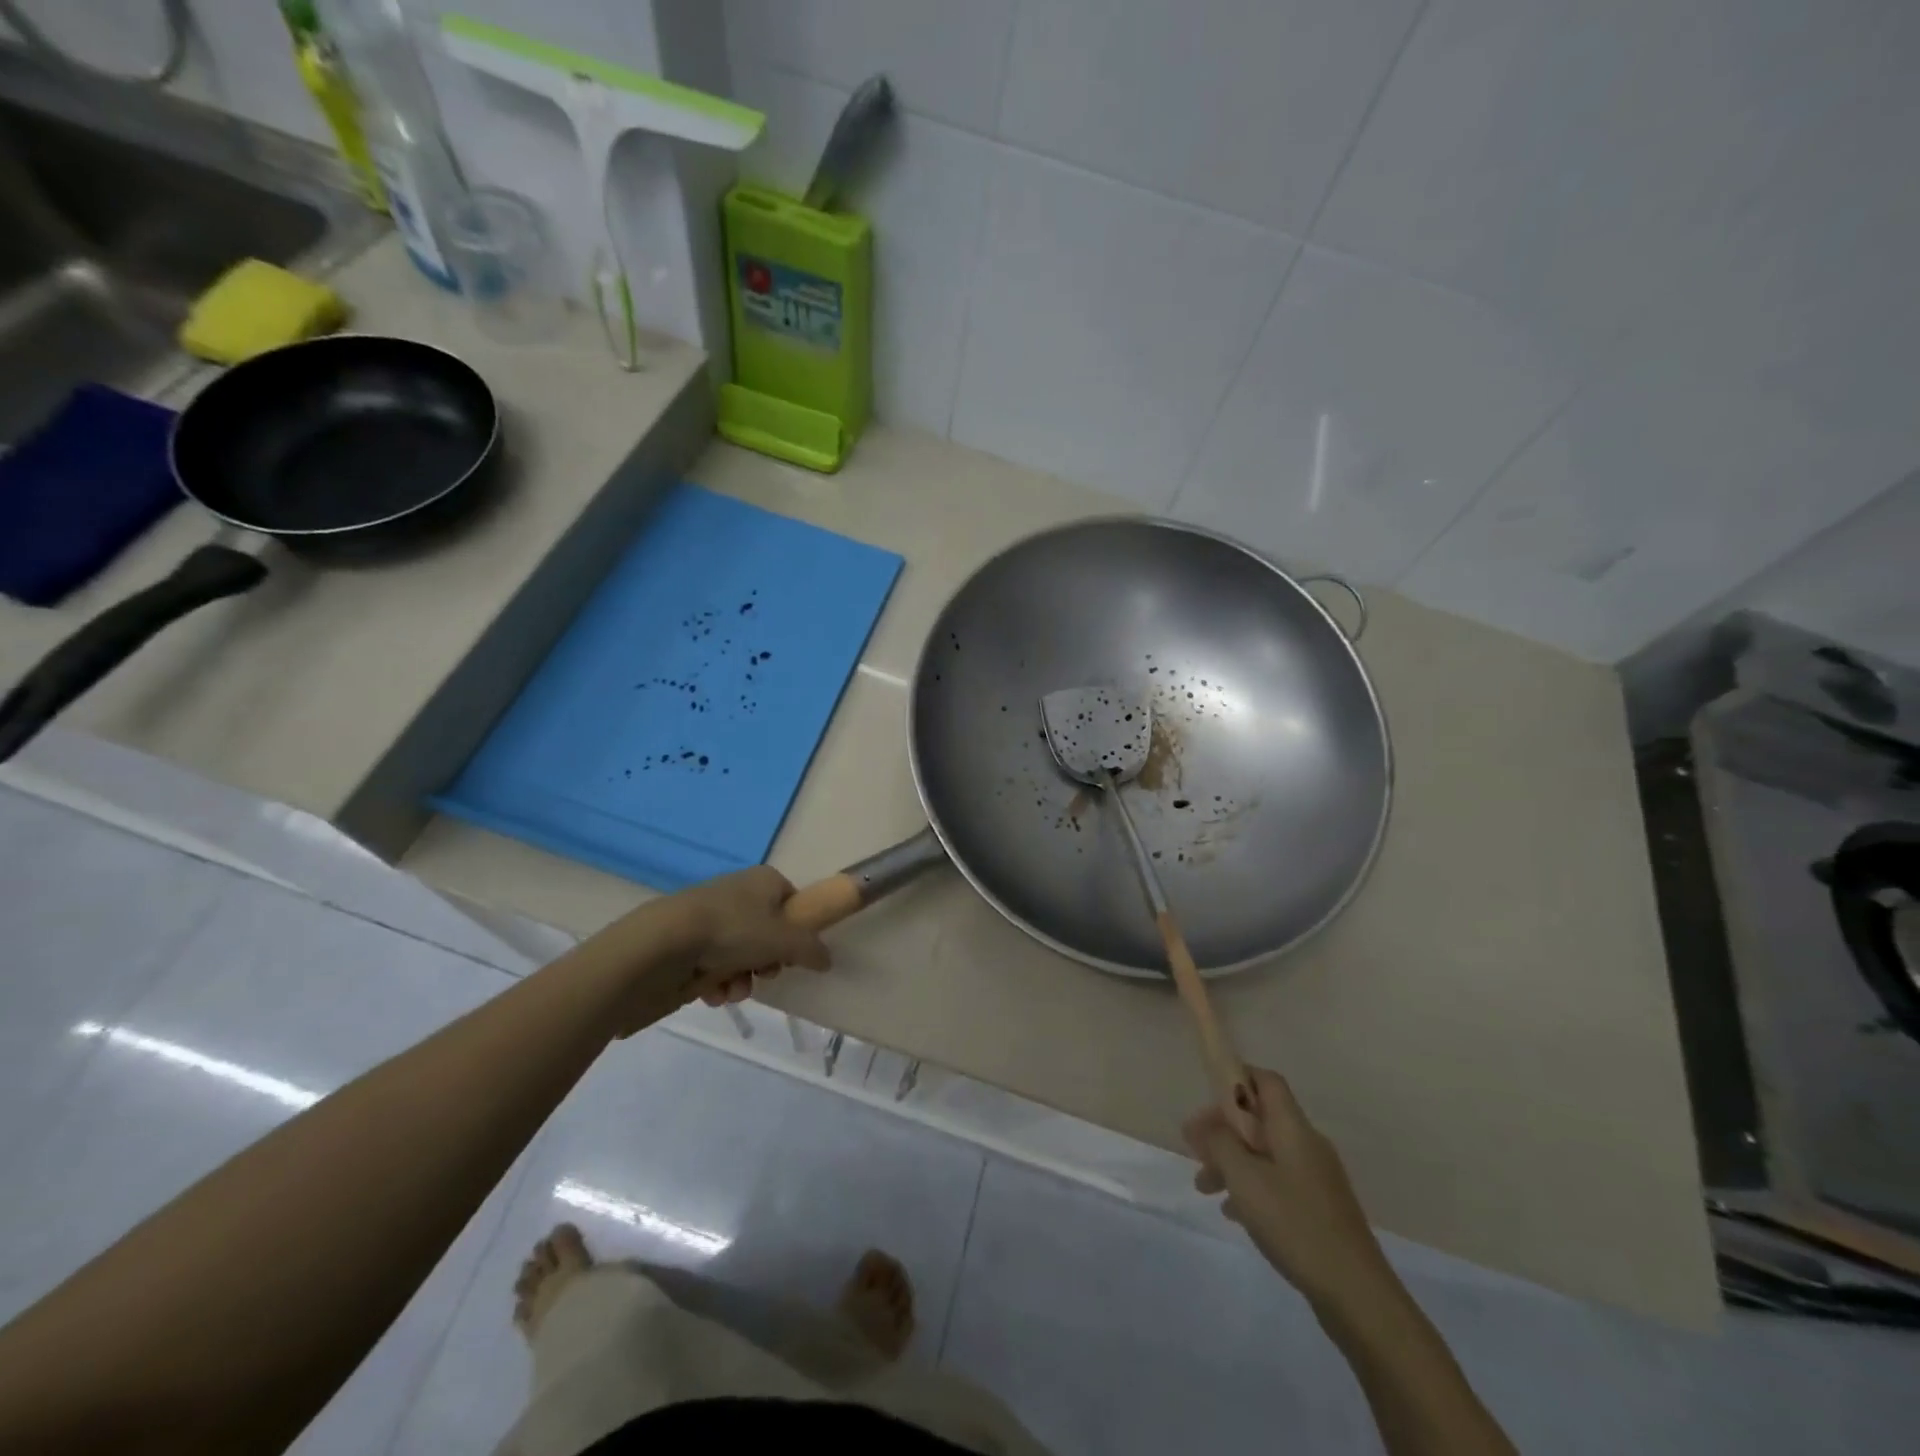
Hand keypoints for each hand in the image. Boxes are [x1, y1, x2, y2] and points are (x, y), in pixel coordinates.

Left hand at [666, 865, 831, 1006]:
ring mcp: (710, 917)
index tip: (794, 954)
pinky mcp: (687, 941)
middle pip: (767, 933)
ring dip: (742, 979)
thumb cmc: (734, 931)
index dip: (797, 930)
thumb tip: (826, 959)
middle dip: (767, 962)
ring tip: (732, 991)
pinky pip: (712, 964)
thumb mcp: (785, 940)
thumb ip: (812, 950)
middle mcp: (739, 893)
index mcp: (764, 880)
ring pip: (740, 954)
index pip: (792, 902)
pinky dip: (716, 982)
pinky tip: (711, 993)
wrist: (663, 943)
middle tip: (764, 974)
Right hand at [1184, 1067, 1395, 1318]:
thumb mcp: (1245, 1179)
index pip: (1267, 1081)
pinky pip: (1278, 1182)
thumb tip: (1205, 1123)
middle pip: (1261, 1119)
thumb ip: (1220, 1143)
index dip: (1236, 1078)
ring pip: (1265, 1154)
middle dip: (1224, 1130)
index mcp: (1294, 1129)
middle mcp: (1308, 1146)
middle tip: (1195, 1149)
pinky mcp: (1320, 1210)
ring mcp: (1317, 1179)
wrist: (1357, 1295)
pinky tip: (1233, 1213)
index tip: (1205, 1096)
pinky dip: (1252, 1187)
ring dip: (1233, 1162)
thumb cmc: (1295, 1224)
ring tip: (1204, 1187)